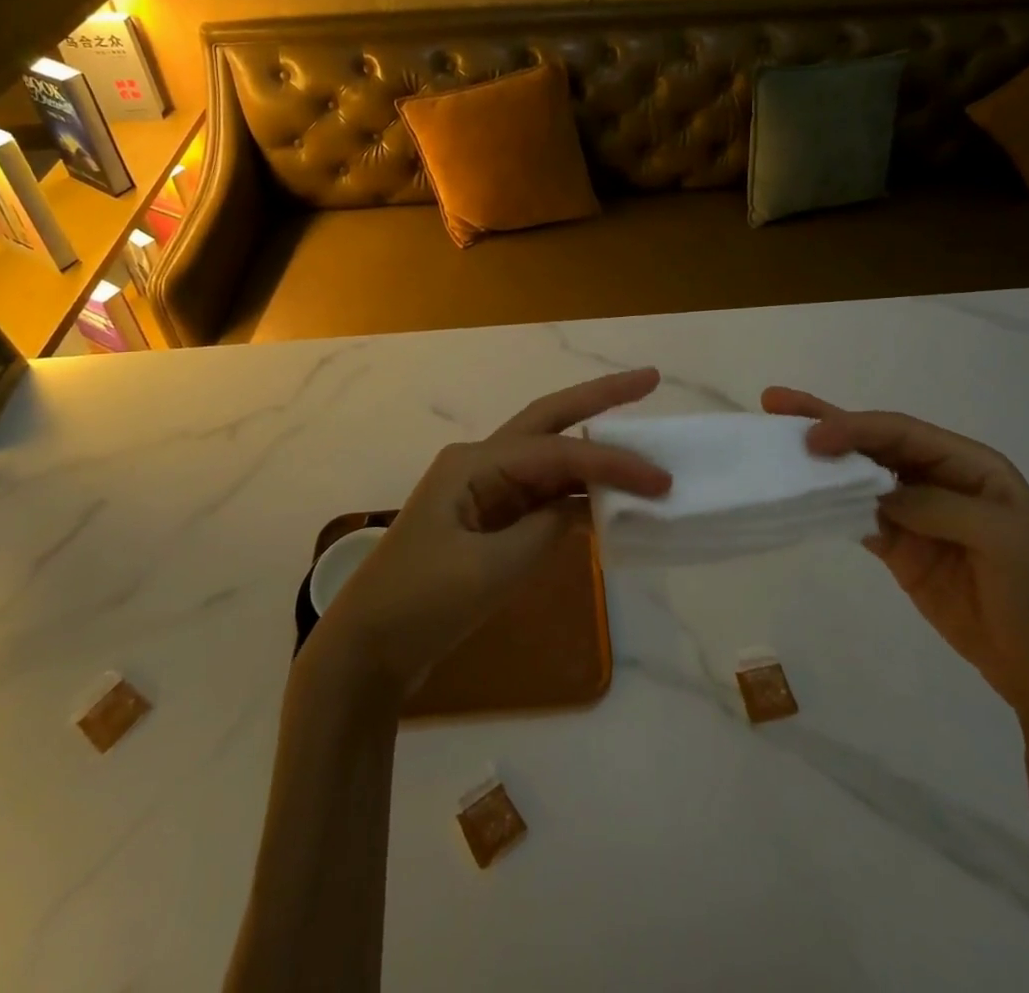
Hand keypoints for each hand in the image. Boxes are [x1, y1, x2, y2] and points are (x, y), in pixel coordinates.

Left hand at [313, 369, 670, 699]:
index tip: (660, 480)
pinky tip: (608, 501)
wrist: (368, 649)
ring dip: (594, 454)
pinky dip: (577, 496)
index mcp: (474, 463)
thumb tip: (582, 508)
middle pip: (550, 420)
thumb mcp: (490, 569)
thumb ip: (544, 530)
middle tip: (649, 379)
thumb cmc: (421, 602)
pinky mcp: (489, 521)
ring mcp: (484, 491)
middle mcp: (481, 463)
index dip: (612, 463)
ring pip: (550, 458)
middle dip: (600, 398)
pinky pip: (542, 496)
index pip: (557, 453)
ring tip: (642, 447)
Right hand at [762, 387, 1028, 738]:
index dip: (855, 428)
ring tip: (776, 444)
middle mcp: (938, 480)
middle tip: (774, 402)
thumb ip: (936, 506)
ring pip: (859, 477)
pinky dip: (829, 506)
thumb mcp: (1001, 539)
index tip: (811, 437)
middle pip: (873, 443)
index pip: (901, 433)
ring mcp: (916, 516)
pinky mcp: (902, 550)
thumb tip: (875, 492)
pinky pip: (858, 517)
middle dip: (826, 422)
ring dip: (820, 462)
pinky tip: (801, 496)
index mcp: (970, 465)